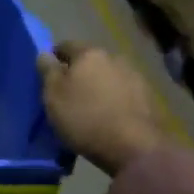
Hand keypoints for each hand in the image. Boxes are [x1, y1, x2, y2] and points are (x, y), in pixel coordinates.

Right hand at [38, 42, 165, 177]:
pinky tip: (110, 117)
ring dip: (99, 87)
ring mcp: (135, 77)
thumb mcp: (54, 96)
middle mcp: (115, 58)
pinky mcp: (148, 97)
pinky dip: (115, 100)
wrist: (135, 147)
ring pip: (108, 76)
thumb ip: (48, 71)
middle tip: (69, 95)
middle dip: (79, 73)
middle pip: (90, 61)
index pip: (65, 46)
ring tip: (91, 109)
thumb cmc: (85, 118)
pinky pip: (124, 93)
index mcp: (89, 53)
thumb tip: (45, 53)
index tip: (48, 77)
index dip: (54, 59)